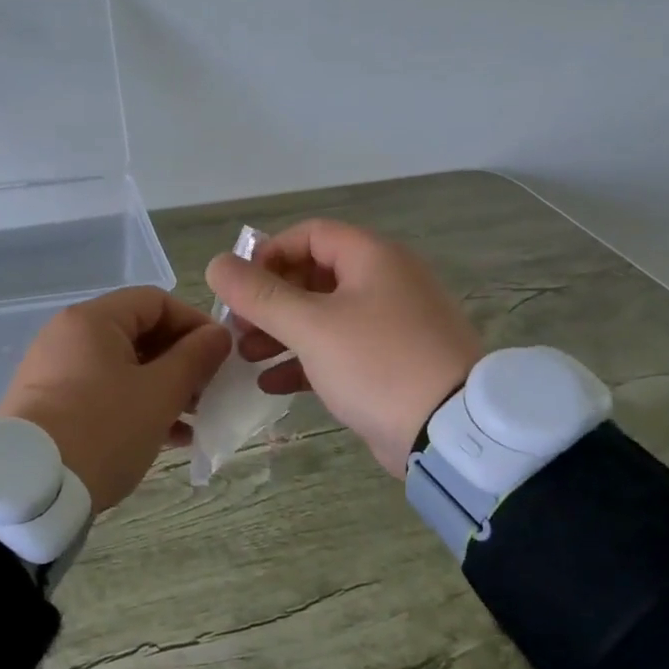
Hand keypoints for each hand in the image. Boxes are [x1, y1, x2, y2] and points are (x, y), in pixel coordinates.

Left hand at [0, 287, 231, 514]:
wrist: (30, 489)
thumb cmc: (103, 429)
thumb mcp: (159, 394)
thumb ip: (195, 358)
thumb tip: (218, 335)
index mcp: (93, 320)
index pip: (156, 301)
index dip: (194, 323)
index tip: (221, 356)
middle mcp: (70, 336)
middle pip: (139, 333)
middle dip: (181, 361)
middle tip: (209, 392)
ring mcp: (56, 371)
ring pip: (124, 366)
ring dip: (164, 387)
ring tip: (194, 420)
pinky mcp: (51, 404)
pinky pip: (104, 391)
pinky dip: (137, 405)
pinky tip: (168, 437)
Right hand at [205, 220, 483, 477]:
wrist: (451, 433)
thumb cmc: (378, 364)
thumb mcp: (311, 326)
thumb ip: (259, 294)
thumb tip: (216, 264)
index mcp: (373, 258)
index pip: (310, 234)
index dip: (269, 254)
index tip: (240, 286)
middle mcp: (385, 282)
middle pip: (314, 275)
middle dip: (270, 300)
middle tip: (237, 325)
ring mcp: (391, 324)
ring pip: (324, 316)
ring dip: (281, 332)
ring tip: (246, 355)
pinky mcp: (391, 363)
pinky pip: (340, 349)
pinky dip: (305, 360)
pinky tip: (271, 383)